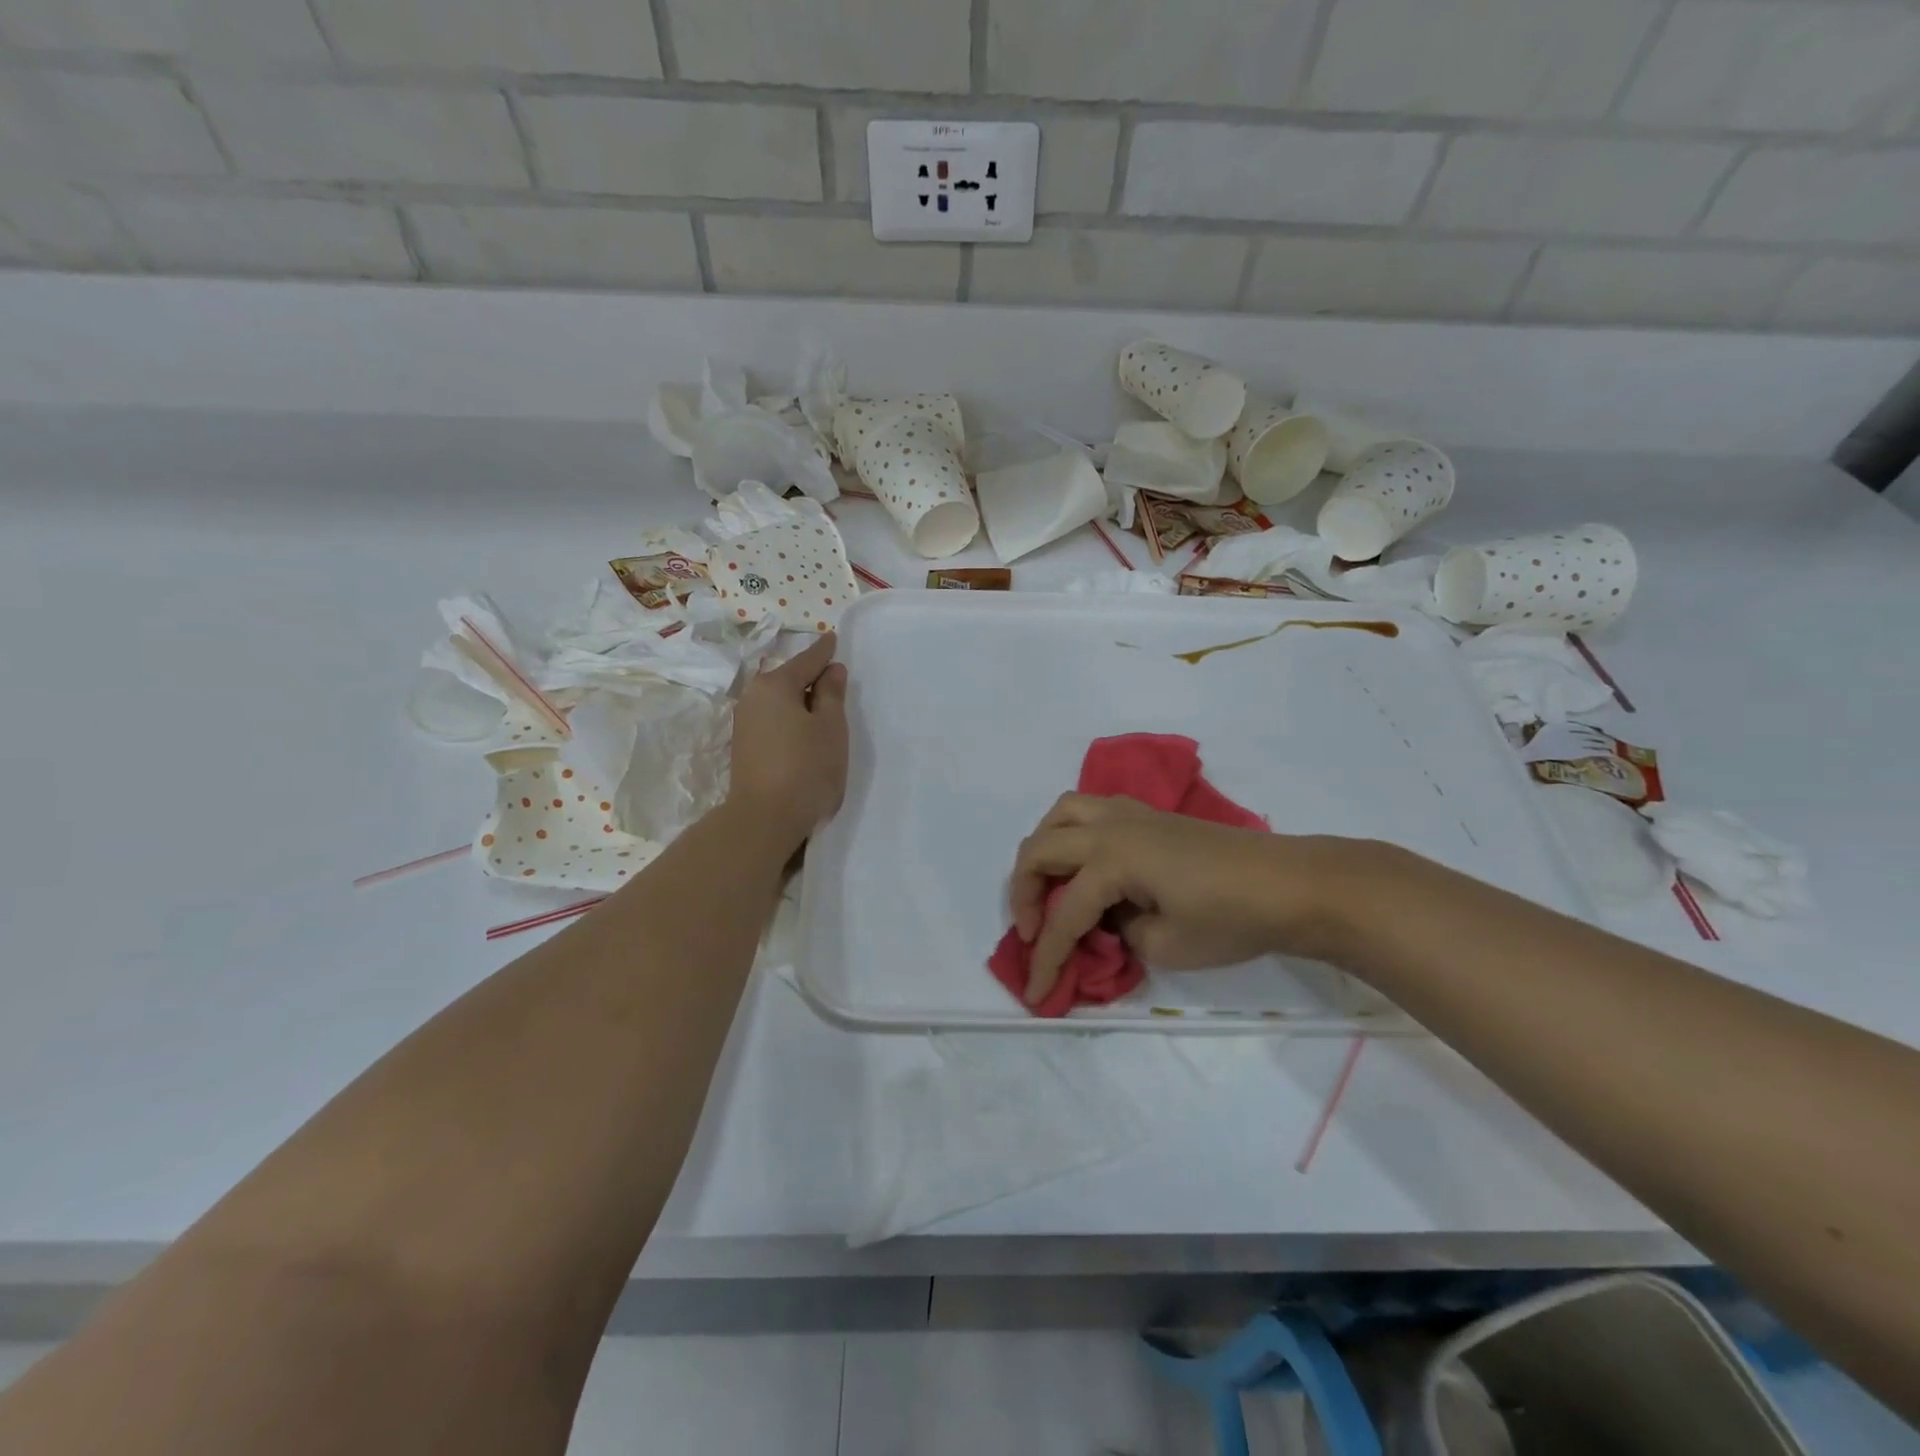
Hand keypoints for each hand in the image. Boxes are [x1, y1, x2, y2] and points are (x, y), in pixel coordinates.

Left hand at [727, 634, 848, 849]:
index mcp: (774, 685)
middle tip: (836, 680)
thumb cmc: (806, 767)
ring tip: (824, 709)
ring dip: (800, 702)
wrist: (765, 818)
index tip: (833, 637)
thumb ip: (831, 694)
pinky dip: (790, 720)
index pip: (806, 660)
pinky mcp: (744, 747)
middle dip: (811, 678)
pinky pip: (773, 720)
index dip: (824, 651)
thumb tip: (830, 670)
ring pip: (780, 702)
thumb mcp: (830, 727)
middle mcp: (753, 697)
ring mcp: (745, 723)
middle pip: (789, 680)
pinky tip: (804, 732)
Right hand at [1009, 794, 1353, 1006]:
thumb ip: (1121, 934)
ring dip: (1043, 847)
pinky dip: (1072, 831)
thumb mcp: (1168, 946)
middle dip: (1023, 892)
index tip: (1036, 994)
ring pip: (1062, 812)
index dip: (1046, 958)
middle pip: (1041, 848)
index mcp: (1112, 860)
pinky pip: (1090, 809)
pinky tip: (1086, 861)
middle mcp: (1110, 827)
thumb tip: (1108, 920)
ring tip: (1048, 884)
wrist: (1290, 883)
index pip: (1065, 915)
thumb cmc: (1232, 918)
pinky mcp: (1148, 814)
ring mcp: (1130, 813)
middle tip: (1031, 931)